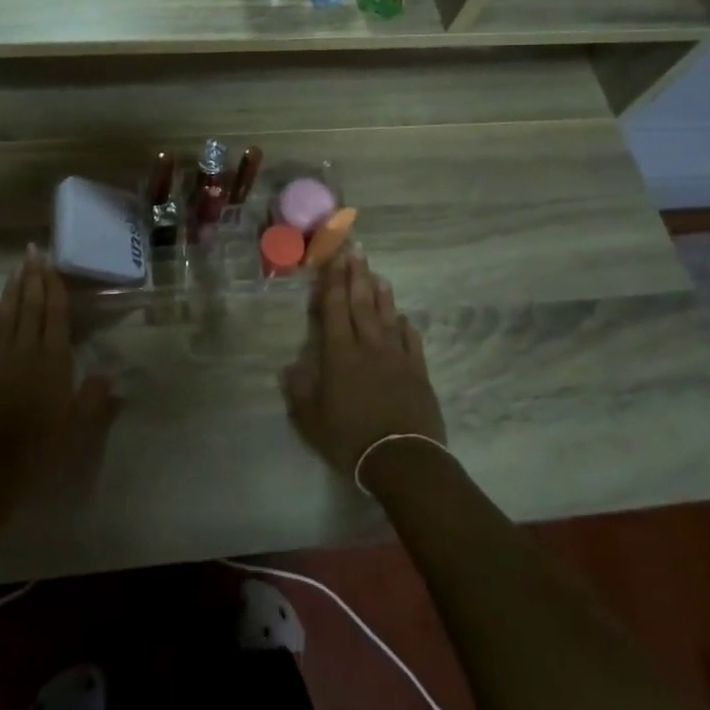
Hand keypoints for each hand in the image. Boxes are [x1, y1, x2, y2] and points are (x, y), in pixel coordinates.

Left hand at [0, 246, 114, 503]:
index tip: (52, 264)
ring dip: (11, 290)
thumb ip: (95, 401)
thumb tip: (112, 376)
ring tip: (15, 268)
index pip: (54, 315)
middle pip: (29, 307)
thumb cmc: (36, 452)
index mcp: (53, 362)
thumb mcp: (76, 432)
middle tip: (32, 251)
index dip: (53, 287)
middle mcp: (24, 351)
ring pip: (5, 315)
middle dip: (32, 278)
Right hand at [281, 252, 445, 479]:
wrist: (403, 460)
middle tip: (356, 249)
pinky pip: (412, 342)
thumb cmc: (351, 439)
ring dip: (382, 294)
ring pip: (387, 317)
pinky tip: (403, 318)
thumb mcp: (312, 420)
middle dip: (356, 275)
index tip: (333, 258)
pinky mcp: (418, 373)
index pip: (335, 310)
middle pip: (362, 304)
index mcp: (340, 355)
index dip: (333, 282)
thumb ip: (300, 391)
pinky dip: (406, 327)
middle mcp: (368, 347)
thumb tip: (290, 367)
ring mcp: (397, 358)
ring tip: (377, 273)